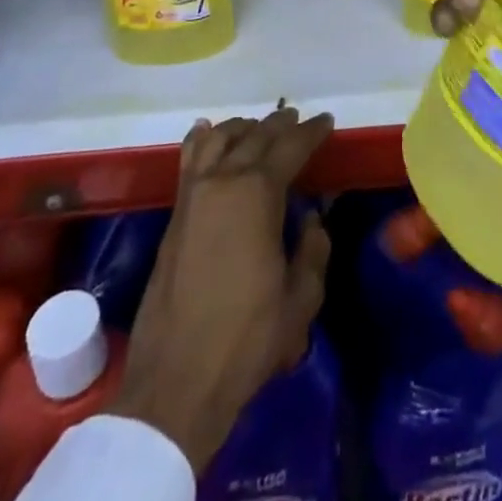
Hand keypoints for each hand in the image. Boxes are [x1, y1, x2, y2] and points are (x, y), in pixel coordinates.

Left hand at [111, 107, 334, 472]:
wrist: (176, 381)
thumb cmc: (247, 339)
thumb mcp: (301, 299)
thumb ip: (313, 250)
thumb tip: (310, 219)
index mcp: (257, 194)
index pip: (290, 147)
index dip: (312, 132)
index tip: (326, 121)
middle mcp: (223, 181)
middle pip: (255, 136)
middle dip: (280, 124)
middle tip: (298, 119)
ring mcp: (193, 195)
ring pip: (219, 140)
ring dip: (243, 127)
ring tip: (259, 126)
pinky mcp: (174, 215)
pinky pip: (190, 160)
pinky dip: (202, 139)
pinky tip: (207, 132)